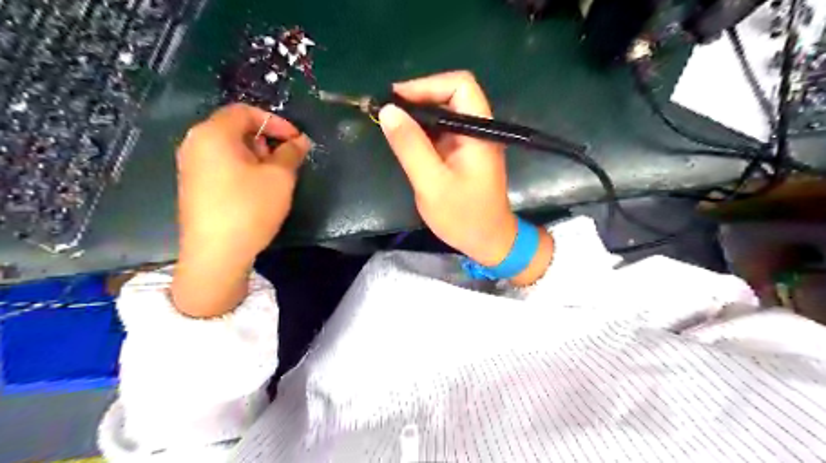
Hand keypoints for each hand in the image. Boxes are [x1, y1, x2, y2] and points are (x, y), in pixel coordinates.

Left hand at [171, 103, 310, 315]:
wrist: (216, 254)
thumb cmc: (249, 209)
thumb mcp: (279, 178)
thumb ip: (291, 153)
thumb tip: (300, 141)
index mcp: (213, 134)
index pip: (245, 112)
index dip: (276, 122)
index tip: (297, 140)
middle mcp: (195, 143)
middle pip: (234, 128)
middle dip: (266, 139)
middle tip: (286, 159)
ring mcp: (190, 166)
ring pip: (228, 148)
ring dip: (256, 154)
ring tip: (274, 176)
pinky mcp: (193, 186)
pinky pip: (221, 164)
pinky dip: (242, 167)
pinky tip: (256, 189)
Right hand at [381, 71, 553, 285]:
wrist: (488, 241)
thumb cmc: (464, 216)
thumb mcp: (432, 183)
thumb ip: (411, 146)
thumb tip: (388, 111)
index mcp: (479, 131)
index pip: (460, 86)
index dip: (427, 85)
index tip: (396, 99)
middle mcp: (478, 129)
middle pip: (451, 95)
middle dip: (418, 98)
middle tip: (387, 112)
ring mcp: (471, 141)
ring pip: (444, 112)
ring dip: (417, 114)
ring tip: (389, 123)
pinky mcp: (462, 153)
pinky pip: (441, 131)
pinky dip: (421, 130)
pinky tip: (404, 140)